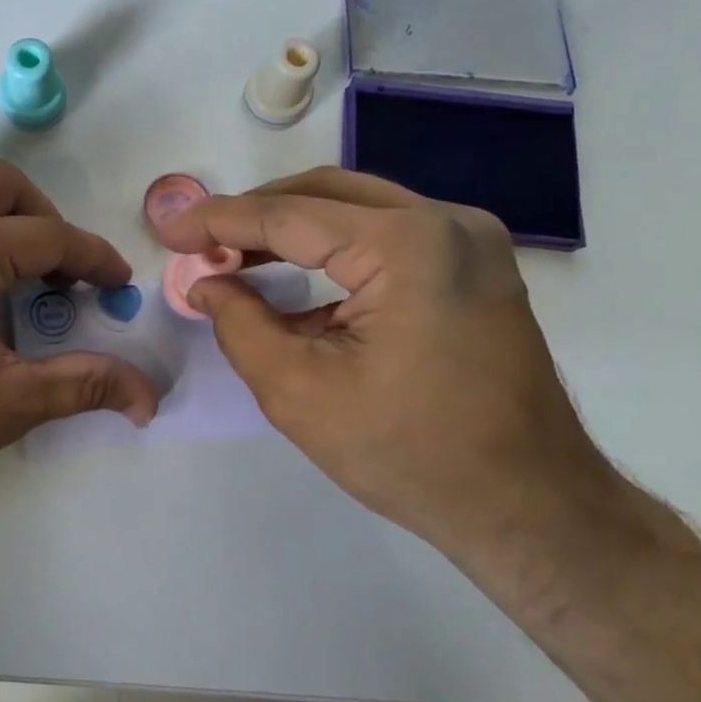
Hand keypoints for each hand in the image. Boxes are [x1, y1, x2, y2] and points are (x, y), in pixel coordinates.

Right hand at [158, 168, 617, 556]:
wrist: (529, 507)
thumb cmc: (411, 455)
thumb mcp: (299, 394)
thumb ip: (240, 325)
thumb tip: (206, 283)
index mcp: (407, 245)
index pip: (289, 215)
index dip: (220, 220)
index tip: (171, 231)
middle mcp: (446, 222)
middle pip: (325, 194)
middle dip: (256, 215)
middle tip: (203, 242)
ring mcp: (470, 240)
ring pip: (357, 209)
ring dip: (293, 229)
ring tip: (236, 257)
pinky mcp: (475, 266)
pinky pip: (388, 236)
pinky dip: (334, 251)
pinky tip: (295, 284)